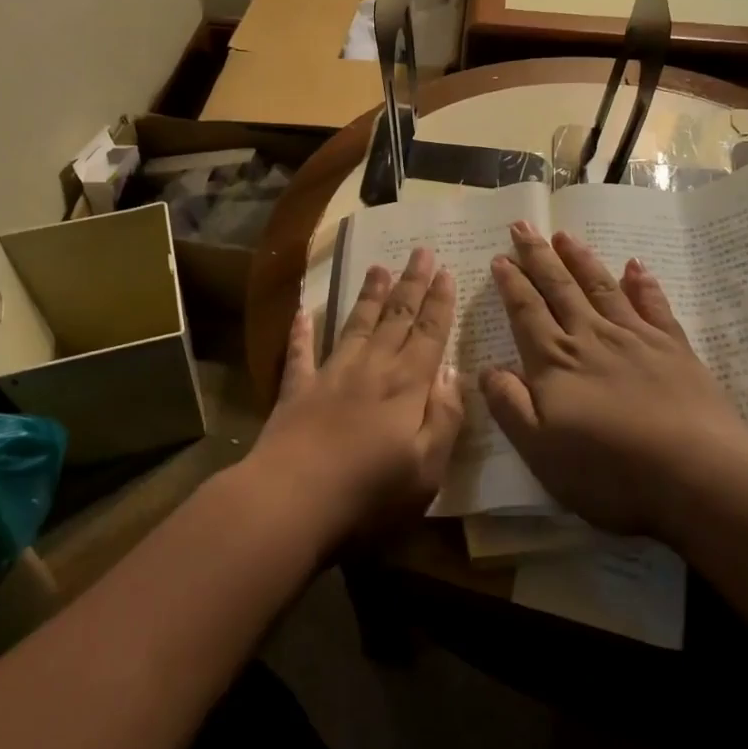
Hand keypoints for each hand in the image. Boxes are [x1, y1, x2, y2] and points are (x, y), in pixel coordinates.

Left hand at [248, 246, 463, 541]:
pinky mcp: (297, 390)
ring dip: (368, 296)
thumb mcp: (428, 467)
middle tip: (420, 251)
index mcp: (406, 386)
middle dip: (411, 284)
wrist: (294, 498)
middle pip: (395, 318)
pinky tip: (302, 312)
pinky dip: (301, 331)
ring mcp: (330, 375)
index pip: (429, 335)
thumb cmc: (370, 492)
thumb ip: (445, 417)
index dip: (439, 303)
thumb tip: (454, 373)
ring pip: (354, 325)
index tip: (445, 272)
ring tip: (378, 267)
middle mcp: (371, 369)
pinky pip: (300, 352)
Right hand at [479, 222, 747, 535]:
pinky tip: (635, 266)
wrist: (696, 473)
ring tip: (564, 235)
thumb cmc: (609, 470)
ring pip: (601, 287)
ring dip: (580, 259)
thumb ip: (510, 405)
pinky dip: (642, 284)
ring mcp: (635, 338)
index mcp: (555, 362)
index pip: (526, 312)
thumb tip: (487, 369)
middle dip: (538, 256)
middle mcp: (591, 338)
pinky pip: (653, 306)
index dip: (511, 283)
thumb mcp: (540, 450)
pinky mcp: (673, 348)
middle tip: (523, 226)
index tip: (500, 257)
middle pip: (559, 288)